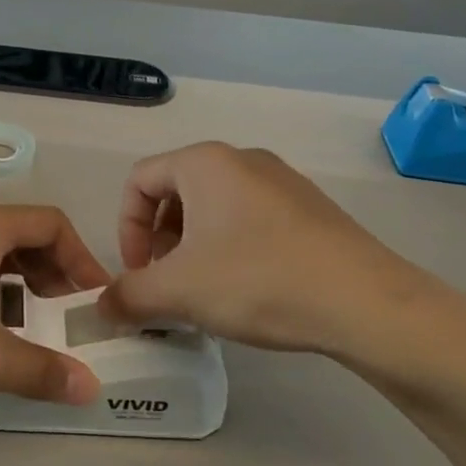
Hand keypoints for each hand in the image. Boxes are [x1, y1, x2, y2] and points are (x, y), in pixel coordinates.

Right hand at [98, 142, 450, 372]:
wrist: (364, 302)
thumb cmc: (257, 280)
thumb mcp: (178, 291)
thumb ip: (128, 295)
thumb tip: (101, 305)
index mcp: (204, 163)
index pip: (139, 180)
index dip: (126, 228)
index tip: (138, 273)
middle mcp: (242, 159)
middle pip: (177, 191)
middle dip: (159, 239)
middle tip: (167, 283)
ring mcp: (282, 181)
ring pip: (215, 207)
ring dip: (194, 246)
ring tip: (204, 291)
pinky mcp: (310, 209)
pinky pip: (251, 218)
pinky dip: (231, 247)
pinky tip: (248, 290)